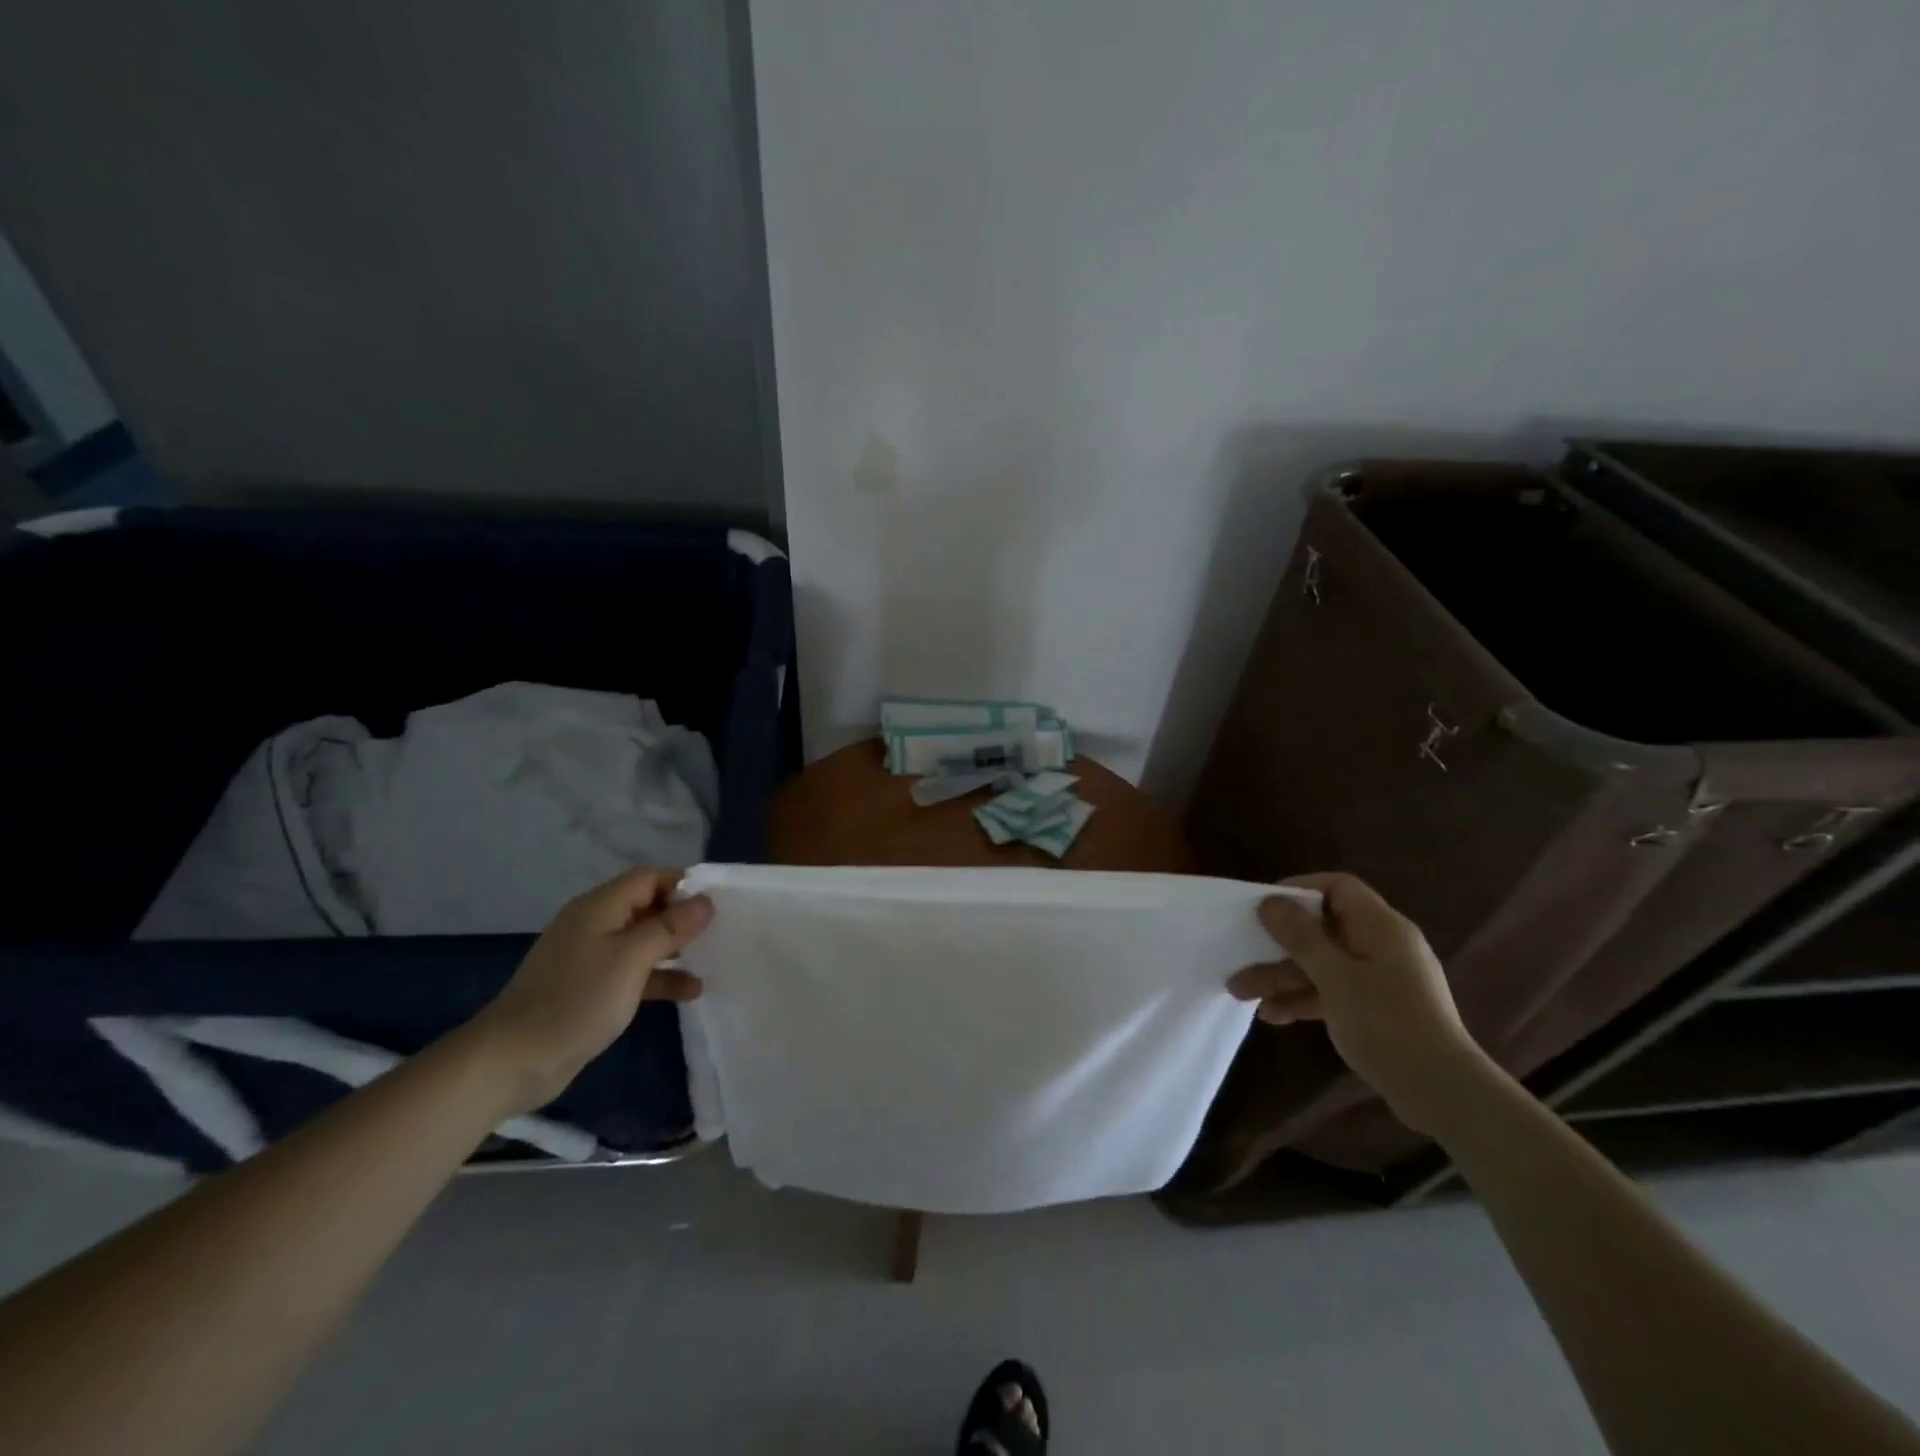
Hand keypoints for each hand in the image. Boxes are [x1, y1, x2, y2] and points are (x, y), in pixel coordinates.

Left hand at [463, 867, 712, 1115]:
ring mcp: (592, 958)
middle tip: (721, 930)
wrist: (513, 1061)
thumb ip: (670, 928)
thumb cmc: (576, 1001)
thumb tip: (706, 902)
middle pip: (647, 906)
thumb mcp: (630, 960)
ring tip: (713, 957)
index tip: (718, 902)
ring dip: (676, 947)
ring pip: (644, 941)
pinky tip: (691, 990)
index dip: (683, 884)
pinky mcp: (592, 988)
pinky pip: (635, 971)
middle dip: (683, 915)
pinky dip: (661, 976)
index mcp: (599, 908)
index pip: (648, 878)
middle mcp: (596, 925)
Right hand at [1228, 872, 1485, 1132]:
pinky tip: (1272, 1016)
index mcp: (1380, 927)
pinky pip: (1332, 991)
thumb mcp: (1335, 977)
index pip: (1338, 887)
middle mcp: (1382, 945)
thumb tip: (1271, 900)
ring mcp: (1381, 979)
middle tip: (1240, 956)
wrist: (1443, 1093)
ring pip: (1322, 964)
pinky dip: (1303, 998)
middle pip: (1322, 929)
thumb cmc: (1387, 1023)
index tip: (1264, 906)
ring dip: (1282, 976)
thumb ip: (1301, 936)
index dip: (1299, 889)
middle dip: (1278, 945)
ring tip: (1241, 993)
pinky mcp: (1378, 1009)